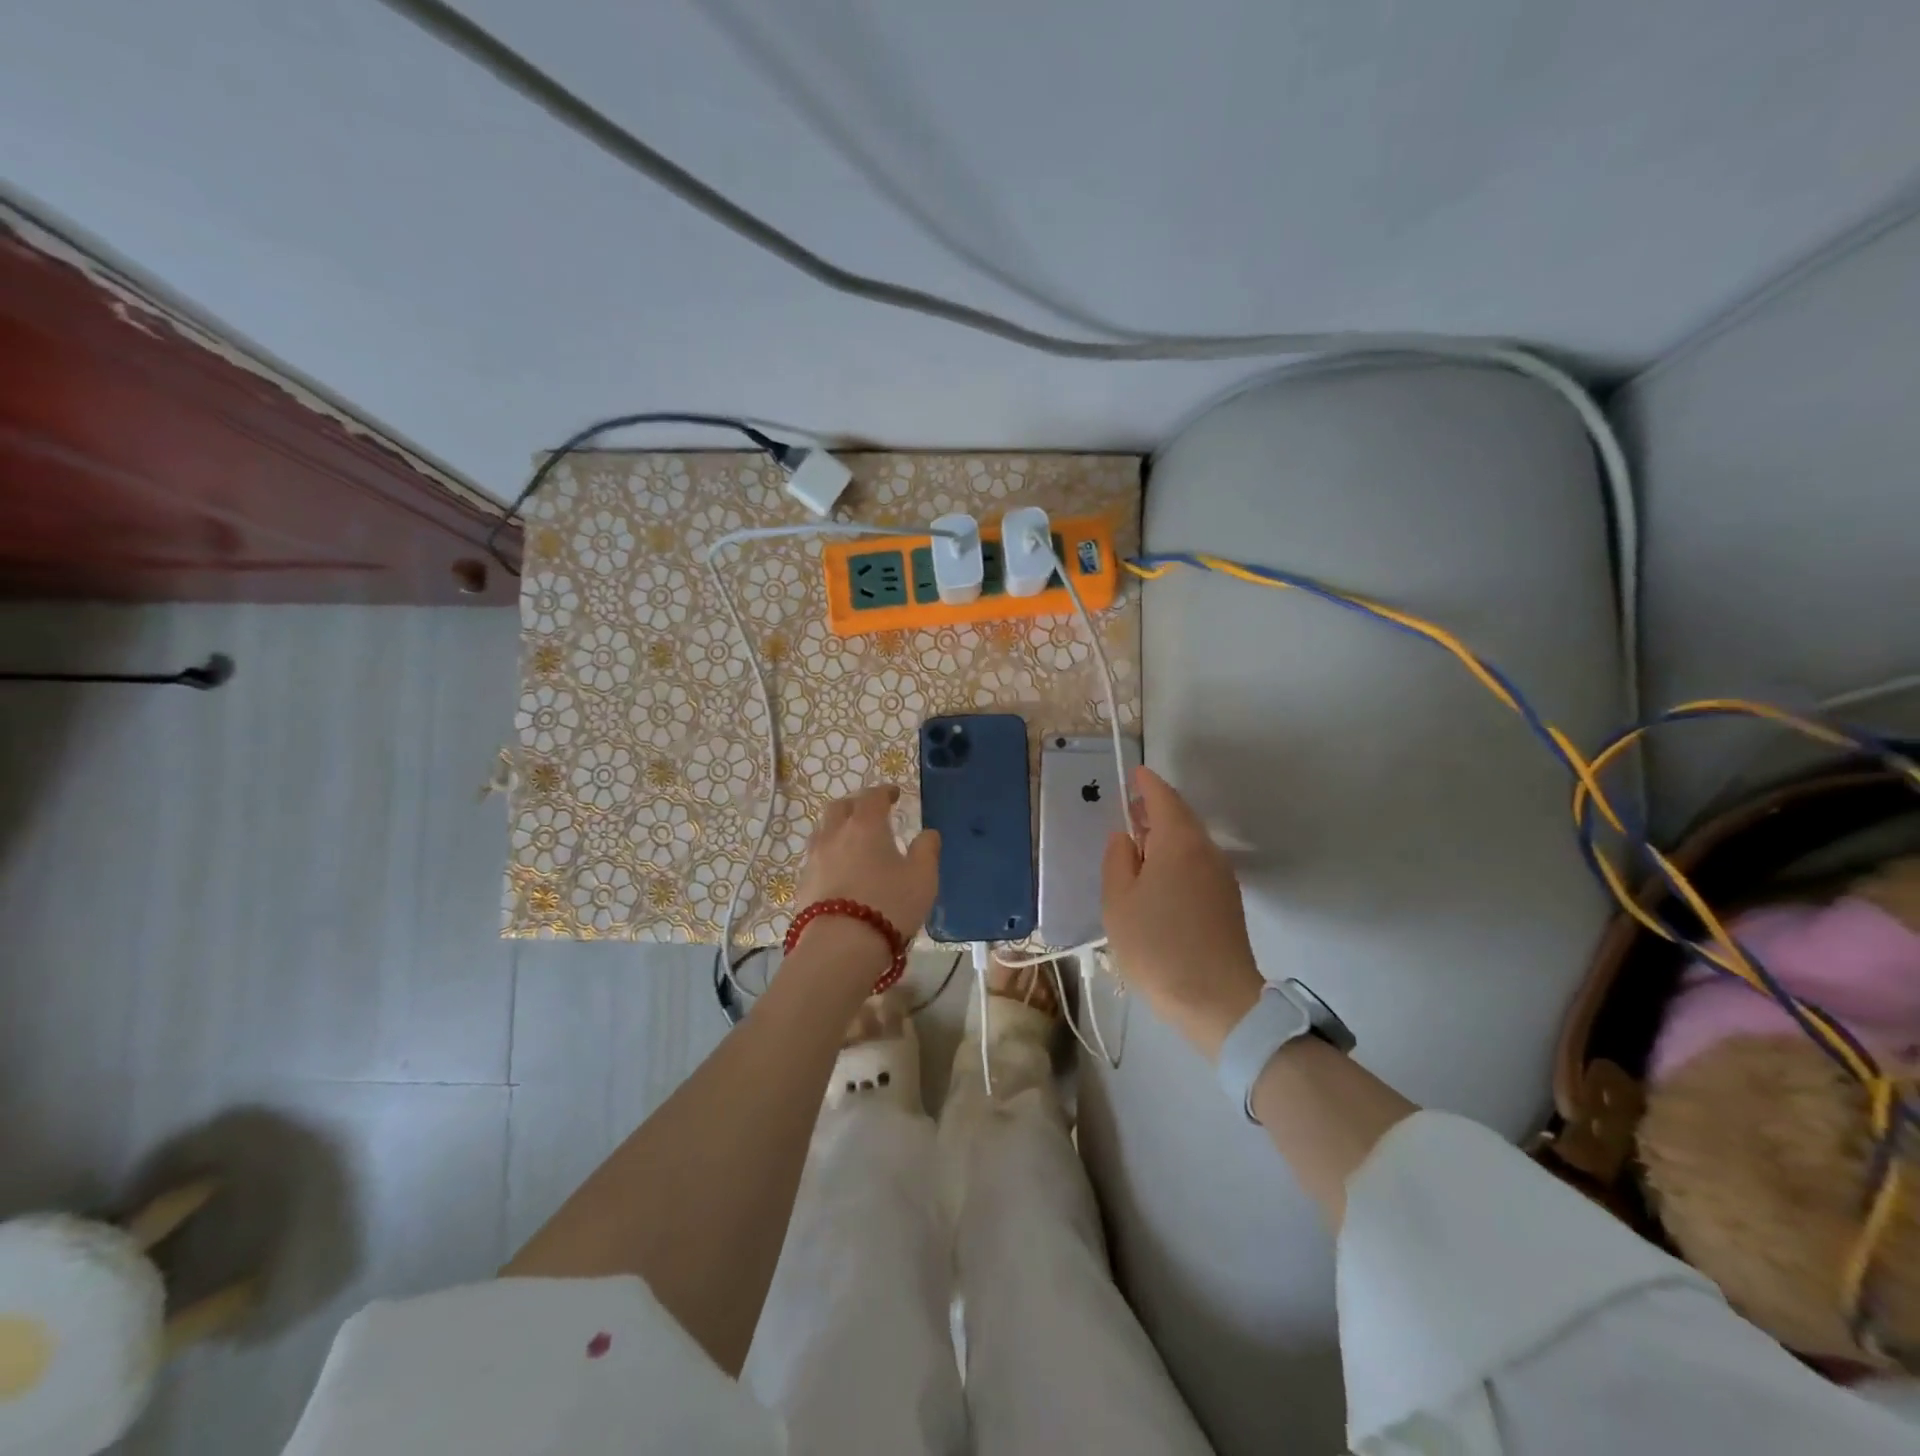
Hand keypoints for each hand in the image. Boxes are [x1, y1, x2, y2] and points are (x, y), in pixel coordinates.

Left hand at [794, 785, 940, 949]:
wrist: (839, 947)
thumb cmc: (889, 905)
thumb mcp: (922, 878)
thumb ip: (927, 850)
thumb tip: (928, 833)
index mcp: (865, 825)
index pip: (872, 796)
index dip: (884, 792)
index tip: (894, 794)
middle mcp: (835, 834)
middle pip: (840, 807)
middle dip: (856, 805)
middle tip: (871, 813)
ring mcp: (814, 859)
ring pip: (823, 831)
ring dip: (839, 829)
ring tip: (853, 842)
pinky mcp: (802, 884)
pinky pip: (817, 858)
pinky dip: (830, 855)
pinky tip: (841, 871)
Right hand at [1102, 766, 1265, 1057]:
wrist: (1218, 1001)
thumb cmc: (1157, 946)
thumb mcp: (1119, 902)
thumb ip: (1118, 860)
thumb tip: (1127, 838)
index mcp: (1178, 842)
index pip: (1163, 798)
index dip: (1147, 784)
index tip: (1134, 774)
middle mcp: (1206, 851)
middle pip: (1181, 817)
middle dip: (1156, 808)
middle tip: (1130, 809)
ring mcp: (1221, 877)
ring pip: (1191, 841)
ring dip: (1166, 834)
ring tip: (1139, 844)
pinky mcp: (1227, 901)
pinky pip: (1198, 863)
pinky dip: (1177, 856)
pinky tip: (1159, 876)